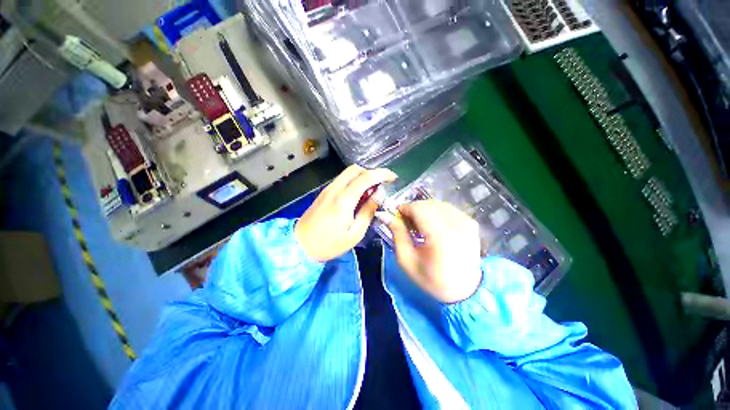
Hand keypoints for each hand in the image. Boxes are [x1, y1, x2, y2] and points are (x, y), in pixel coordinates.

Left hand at [295, 165, 396, 261]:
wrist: (300, 245)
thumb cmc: (329, 244)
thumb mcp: (354, 234)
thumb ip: (368, 212)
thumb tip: (378, 196)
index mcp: (344, 200)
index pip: (366, 177)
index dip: (382, 174)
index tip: (393, 177)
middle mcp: (335, 189)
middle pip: (355, 169)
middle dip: (372, 173)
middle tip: (381, 185)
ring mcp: (328, 189)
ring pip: (348, 173)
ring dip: (362, 176)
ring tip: (371, 191)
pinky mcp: (324, 193)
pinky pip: (342, 180)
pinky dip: (354, 182)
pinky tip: (358, 195)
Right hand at [378, 200, 482, 303]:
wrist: (465, 290)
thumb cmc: (431, 279)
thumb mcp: (407, 260)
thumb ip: (397, 233)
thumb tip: (384, 214)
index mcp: (439, 236)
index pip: (418, 208)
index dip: (404, 209)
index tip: (396, 216)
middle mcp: (455, 224)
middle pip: (427, 204)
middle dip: (413, 209)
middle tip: (407, 223)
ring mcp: (466, 221)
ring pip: (437, 204)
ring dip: (424, 210)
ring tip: (420, 225)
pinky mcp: (471, 222)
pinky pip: (448, 209)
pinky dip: (436, 213)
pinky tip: (433, 225)